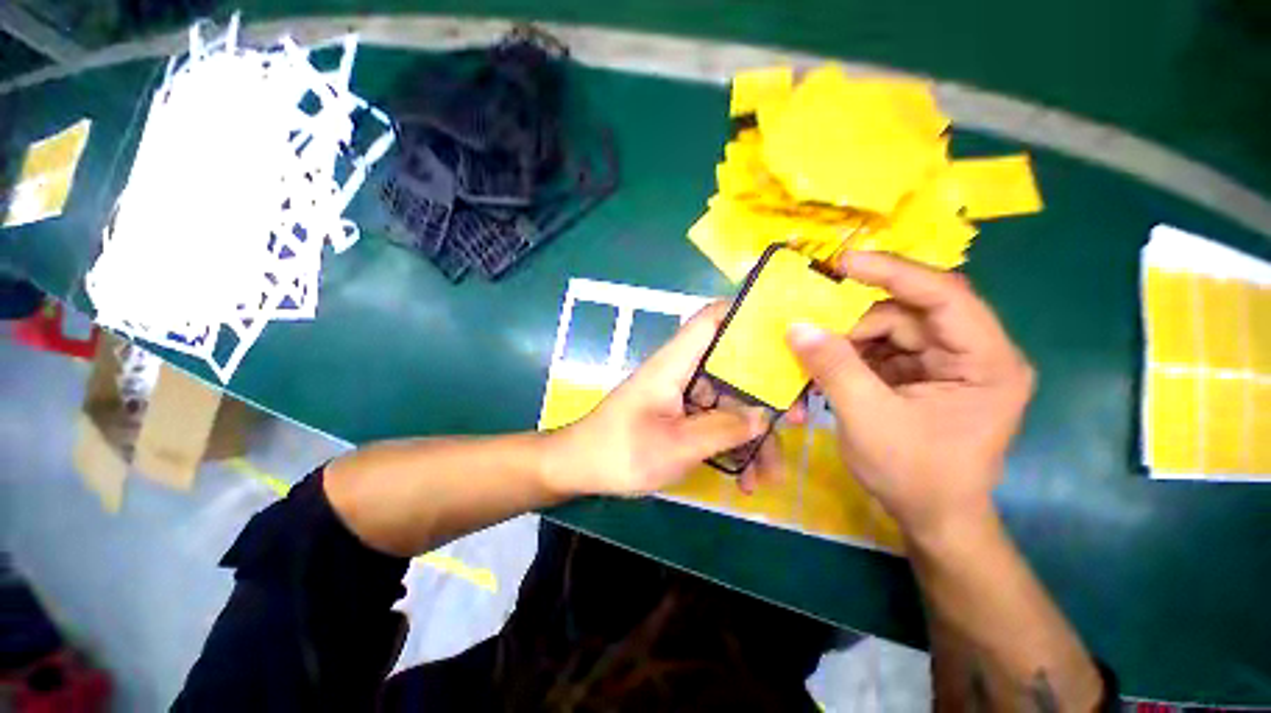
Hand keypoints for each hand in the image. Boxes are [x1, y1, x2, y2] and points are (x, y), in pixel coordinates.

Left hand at [546, 302, 795, 496]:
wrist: (581, 469)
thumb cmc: (620, 452)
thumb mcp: (675, 446)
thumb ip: (722, 429)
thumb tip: (763, 416)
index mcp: (674, 363)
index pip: (710, 320)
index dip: (744, 313)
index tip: (784, 329)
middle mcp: (682, 372)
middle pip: (732, 368)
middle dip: (766, 395)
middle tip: (797, 422)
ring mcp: (682, 395)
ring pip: (729, 402)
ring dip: (752, 436)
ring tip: (769, 477)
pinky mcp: (681, 415)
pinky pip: (715, 422)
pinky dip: (732, 447)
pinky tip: (747, 480)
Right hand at [787, 252, 1033, 538]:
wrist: (932, 518)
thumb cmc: (914, 475)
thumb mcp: (867, 419)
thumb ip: (833, 367)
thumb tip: (797, 327)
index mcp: (987, 363)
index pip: (945, 296)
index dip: (893, 272)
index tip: (843, 263)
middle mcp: (973, 354)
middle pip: (909, 314)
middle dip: (856, 324)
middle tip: (814, 336)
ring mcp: (946, 365)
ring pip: (889, 331)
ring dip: (847, 344)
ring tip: (816, 365)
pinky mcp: (922, 376)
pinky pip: (881, 351)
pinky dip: (850, 359)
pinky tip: (828, 374)